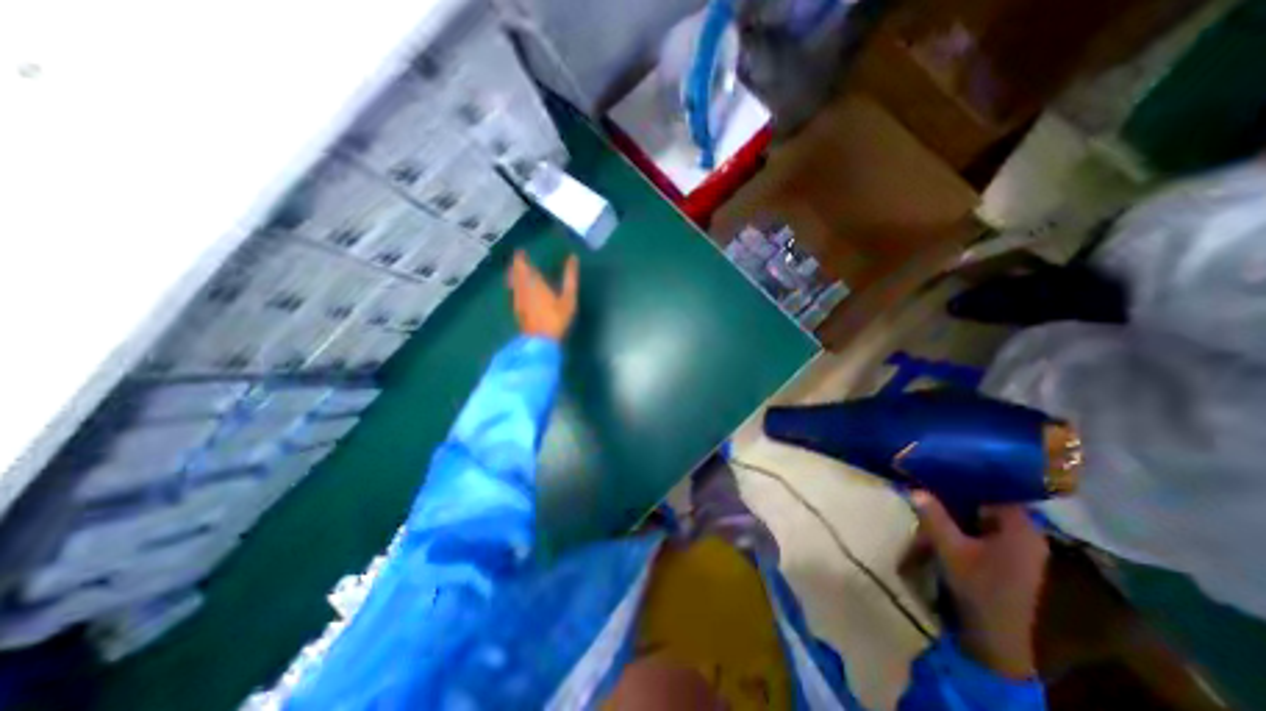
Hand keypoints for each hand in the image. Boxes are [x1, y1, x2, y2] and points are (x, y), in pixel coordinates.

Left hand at [508, 249, 580, 341]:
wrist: (540, 341)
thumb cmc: (557, 318)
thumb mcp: (568, 297)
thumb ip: (570, 277)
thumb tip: (573, 258)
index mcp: (534, 283)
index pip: (523, 266)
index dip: (521, 258)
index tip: (521, 251)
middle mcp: (522, 289)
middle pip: (515, 273)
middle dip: (516, 265)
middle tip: (519, 259)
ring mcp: (517, 300)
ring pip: (513, 283)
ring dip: (514, 275)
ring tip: (518, 271)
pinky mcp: (516, 310)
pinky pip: (514, 292)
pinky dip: (515, 286)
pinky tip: (519, 290)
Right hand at [909, 491, 1048, 681]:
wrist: (996, 637)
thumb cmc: (977, 588)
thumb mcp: (950, 549)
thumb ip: (934, 517)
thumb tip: (915, 488)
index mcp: (1022, 530)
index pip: (998, 489)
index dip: (970, 475)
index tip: (943, 463)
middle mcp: (1028, 536)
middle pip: (992, 501)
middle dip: (961, 491)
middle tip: (932, 477)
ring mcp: (1021, 548)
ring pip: (987, 516)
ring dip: (962, 507)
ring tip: (934, 493)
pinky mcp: (1011, 558)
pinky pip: (987, 529)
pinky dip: (967, 521)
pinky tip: (946, 517)